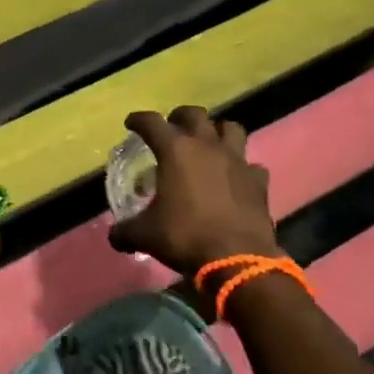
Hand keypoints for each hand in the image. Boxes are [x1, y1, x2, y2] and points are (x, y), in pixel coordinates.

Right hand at [108, 107, 278, 274]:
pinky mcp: (258, 181)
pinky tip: (235, 179)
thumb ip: (125, 230)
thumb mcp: (145, 235)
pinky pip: (251, 165)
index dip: (138, 120)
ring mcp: (237, 161)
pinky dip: (243, 168)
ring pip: (230, 128)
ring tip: (208, 144)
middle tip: (172, 129)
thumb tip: (115, 235)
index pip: (152, 122)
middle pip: (194, 115)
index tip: (131, 124)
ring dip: (217, 132)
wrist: (237, 259)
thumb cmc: (186, 237)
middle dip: (180, 117)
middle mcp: (207, 146)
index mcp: (176, 150)